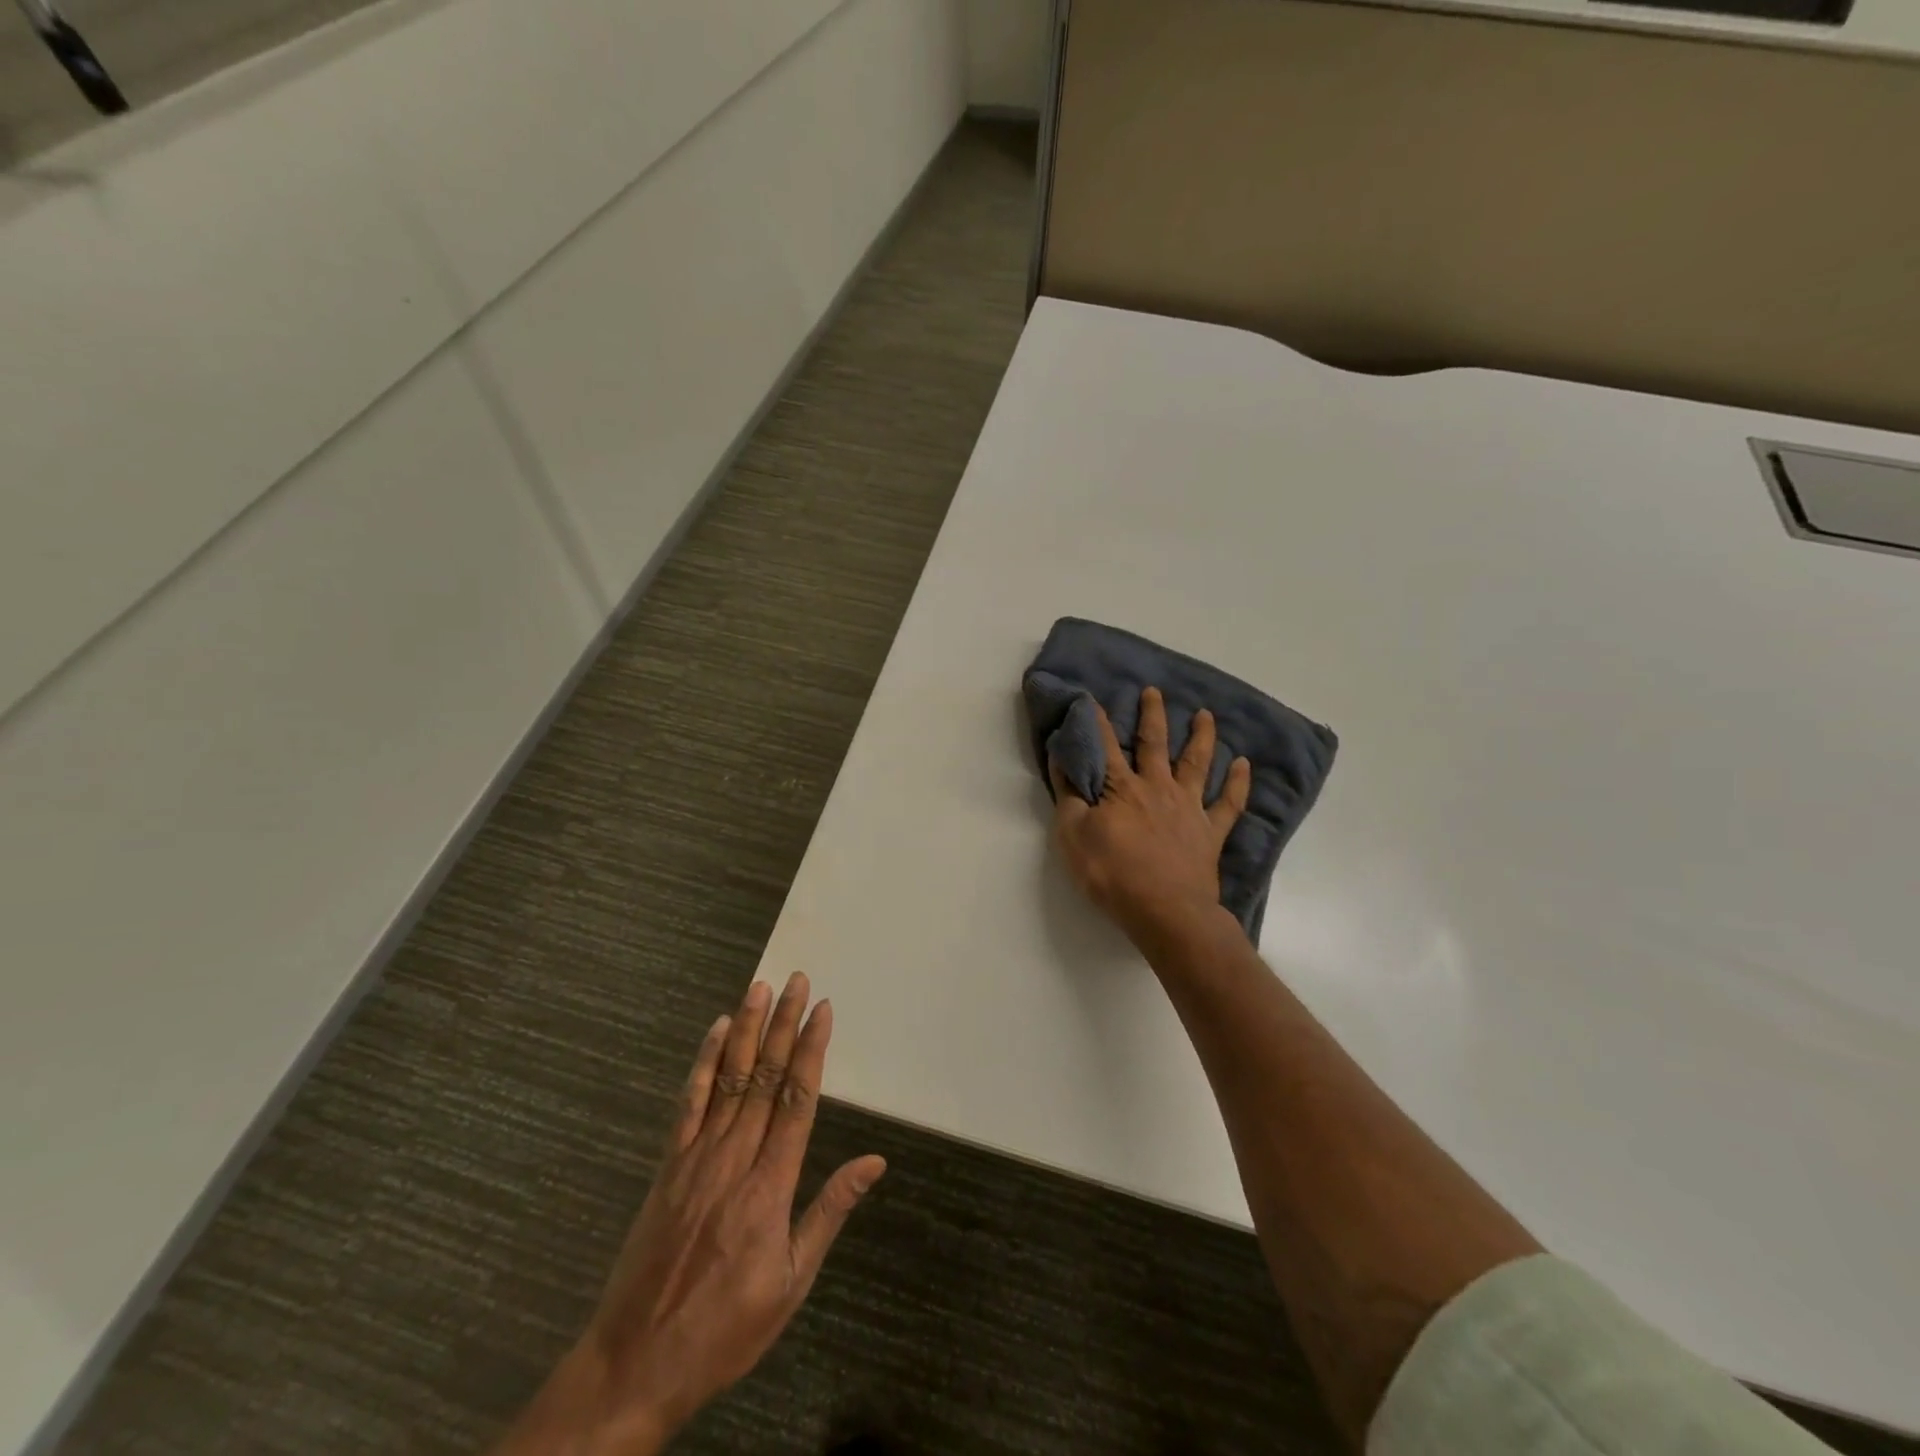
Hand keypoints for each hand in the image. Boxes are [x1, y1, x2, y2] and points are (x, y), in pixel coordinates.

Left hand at [495, 975, 883, 1455]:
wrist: (636, 1364)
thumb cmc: (725, 1329)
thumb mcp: (791, 1283)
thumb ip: (830, 1212)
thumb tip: (874, 1162)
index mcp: (770, 1186)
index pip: (798, 1100)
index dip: (811, 1049)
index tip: (822, 1010)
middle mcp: (735, 1158)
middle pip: (766, 1077)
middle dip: (783, 1024)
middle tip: (796, 981)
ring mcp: (696, 1157)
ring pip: (730, 1079)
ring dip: (746, 1030)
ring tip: (760, 989)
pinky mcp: (668, 1165)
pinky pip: (689, 1103)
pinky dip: (704, 1063)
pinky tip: (716, 1032)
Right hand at [1049, 686, 1250, 951]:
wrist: (1164, 910)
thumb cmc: (1111, 873)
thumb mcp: (1073, 835)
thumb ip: (1068, 796)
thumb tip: (1061, 759)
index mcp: (1121, 788)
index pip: (1105, 747)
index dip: (1097, 723)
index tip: (1092, 698)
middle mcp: (1157, 788)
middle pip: (1154, 744)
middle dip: (1152, 715)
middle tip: (1154, 691)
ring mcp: (1188, 807)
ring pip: (1196, 763)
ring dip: (1201, 737)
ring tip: (1205, 715)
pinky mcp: (1210, 832)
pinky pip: (1228, 803)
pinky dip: (1237, 783)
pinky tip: (1244, 764)